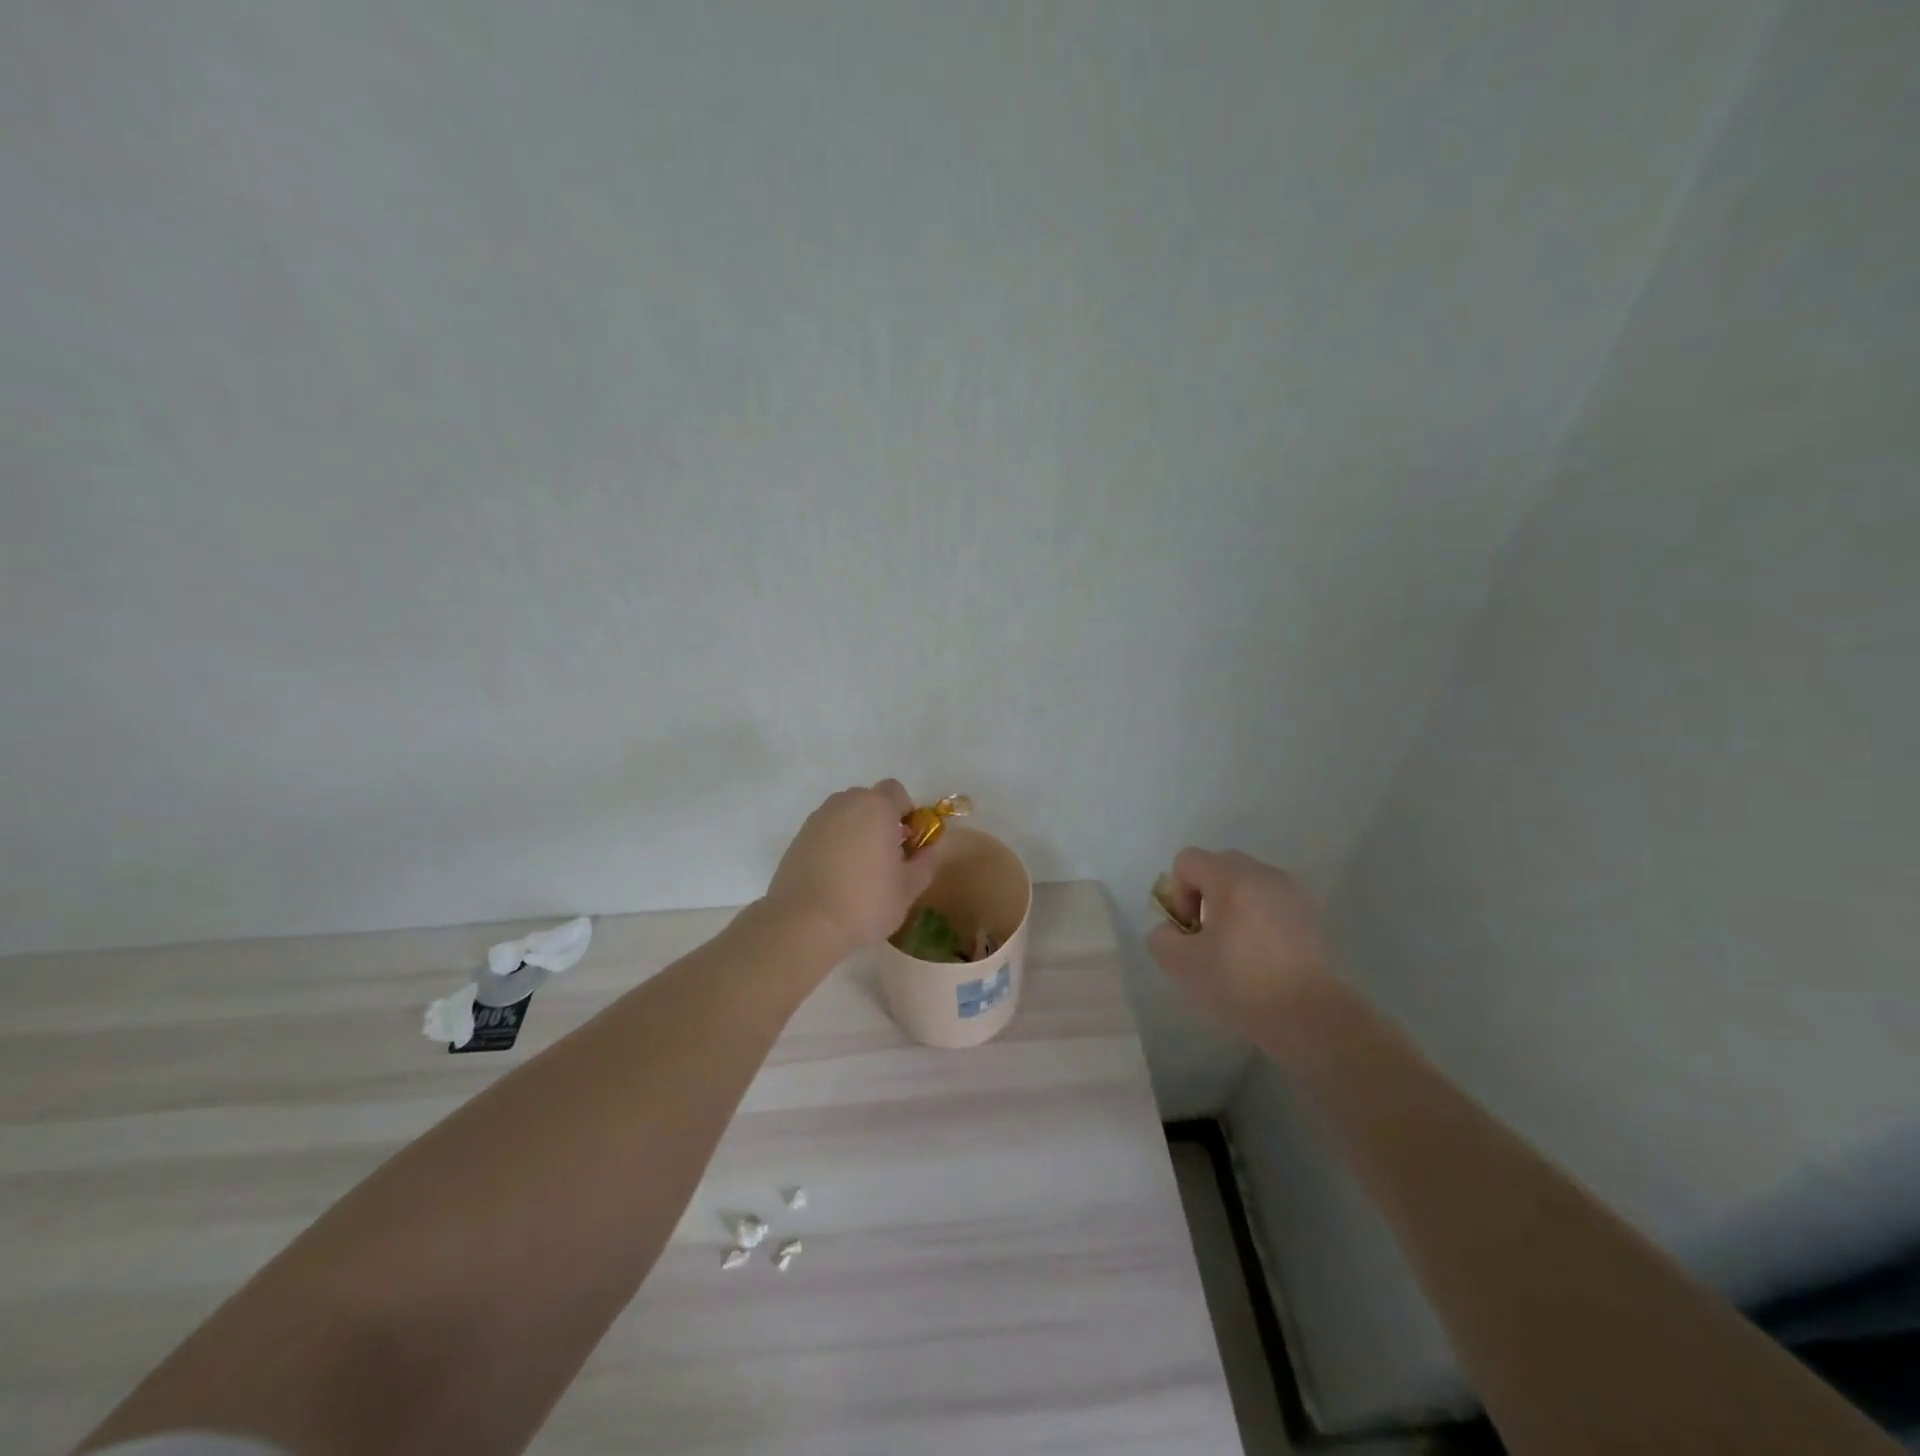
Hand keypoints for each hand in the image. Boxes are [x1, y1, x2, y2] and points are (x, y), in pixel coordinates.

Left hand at [763, 780, 938, 958]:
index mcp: (876, 807)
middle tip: (886, 856)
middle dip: (881, 821)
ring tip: (859, 869)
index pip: (896, 791)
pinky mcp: (798, 838)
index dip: (906, 812)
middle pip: (869, 801)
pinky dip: (834, 845)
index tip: (908, 841)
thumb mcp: (909, 888)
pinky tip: (835, 877)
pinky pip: (825, 832)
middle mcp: (845, 803)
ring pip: (845, 816)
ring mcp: (817, 819)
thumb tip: (930, 848)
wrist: (804, 923)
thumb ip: (926, 861)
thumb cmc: (865, 902)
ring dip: (856, 832)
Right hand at [1146, 848, 1339, 1047]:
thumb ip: (1162, 938)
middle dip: (1203, 898)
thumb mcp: (1182, 965)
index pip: (1187, 861)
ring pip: (1246, 885)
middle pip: (1217, 867)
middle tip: (1207, 939)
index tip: (1189, 930)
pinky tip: (1262, 957)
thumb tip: (1171, 930)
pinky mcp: (1310, 915)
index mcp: (1231, 877)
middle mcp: (1263, 873)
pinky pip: (1270, 903)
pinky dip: (1257, 919)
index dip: (1177, 893)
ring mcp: (1291, 892)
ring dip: (1231, 908)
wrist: (1312, 1018)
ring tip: (1235, 950)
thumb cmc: (1242, 984)